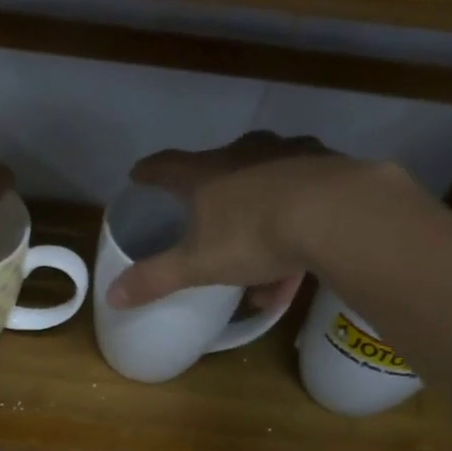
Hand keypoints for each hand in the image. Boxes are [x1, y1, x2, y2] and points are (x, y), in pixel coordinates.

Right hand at [106, 133, 429, 309]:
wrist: (340, 214)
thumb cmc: (254, 234)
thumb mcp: (197, 264)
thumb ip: (155, 279)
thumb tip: (111, 295)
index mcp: (207, 173)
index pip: (167, 166)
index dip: (150, 172)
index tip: (138, 173)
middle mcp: (246, 154)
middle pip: (219, 169)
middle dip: (210, 194)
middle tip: (205, 219)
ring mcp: (291, 156)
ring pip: (265, 186)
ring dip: (257, 220)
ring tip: (259, 270)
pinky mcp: (330, 168)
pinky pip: (302, 200)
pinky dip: (295, 229)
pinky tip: (298, 265)